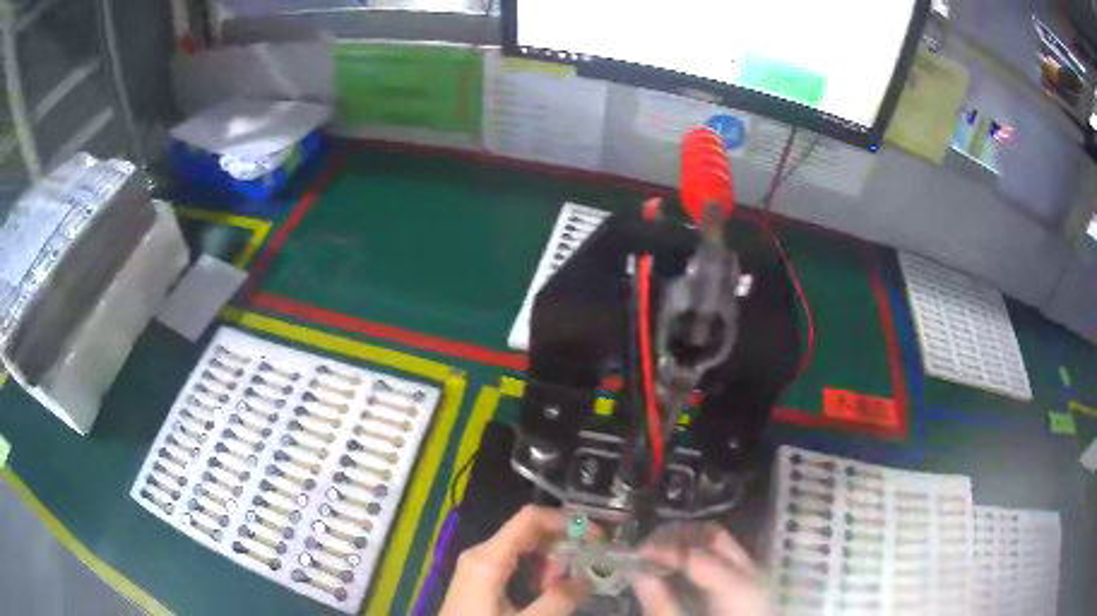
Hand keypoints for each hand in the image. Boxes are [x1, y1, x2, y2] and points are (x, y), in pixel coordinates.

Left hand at [440, 505, 589, 615]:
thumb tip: (586, 579)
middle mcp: (480, 553)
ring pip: (521, 546)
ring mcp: (477, 564)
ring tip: (563, 586)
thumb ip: (558, 601)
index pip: (529, 518)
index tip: (596, 537)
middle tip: (582, 569)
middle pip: (527, 530)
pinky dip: (534, 569)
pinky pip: (512, 560)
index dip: (566, 521)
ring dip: (549, 560)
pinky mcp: (478, 577)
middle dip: (560, 544)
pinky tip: (544, 590)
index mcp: (488, 558)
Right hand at [631, 523, 768, 615]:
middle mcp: (751, 572)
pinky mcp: (749, 579)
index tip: (633, 554)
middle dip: (675, 537)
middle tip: (644, 550)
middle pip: (712, 536)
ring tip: (658, 555)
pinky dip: (697, 550)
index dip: (662, 549)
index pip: (696, 555)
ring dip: (686, 540)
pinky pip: (722, 553)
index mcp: (738, 589)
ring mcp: (753, 573)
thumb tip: (637, 573)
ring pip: (719, 539)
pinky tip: (678, 564)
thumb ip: (660, 604)